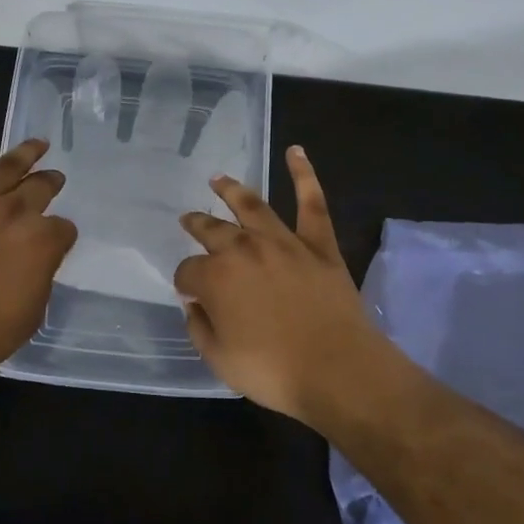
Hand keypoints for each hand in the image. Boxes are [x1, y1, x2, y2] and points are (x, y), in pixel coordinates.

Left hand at [0, 109, 77, 380]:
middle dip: (51, 183)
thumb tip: (38, 259)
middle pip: (40, 189)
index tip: (58, 243)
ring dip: (25, 152)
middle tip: (55, 178)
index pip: (64, 229)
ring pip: (6, 168)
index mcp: (42, 241)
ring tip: (38, 142)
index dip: (62, 236)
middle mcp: (14, 214)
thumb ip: (41, 277)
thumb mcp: (32, 313)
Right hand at [174, 147, 394, 425]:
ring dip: (232, 190)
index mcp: (216, 278)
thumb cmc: (273, 371)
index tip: (189, 292)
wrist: (337, 370)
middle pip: (213, 230)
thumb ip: (200, 328)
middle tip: (189, 219)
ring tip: (219, 179)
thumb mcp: (219, 360)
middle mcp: (244, 250)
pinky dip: (304, 175)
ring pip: (252, 206)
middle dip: (197, 224)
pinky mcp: (318, 244)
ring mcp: (283, 242)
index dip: (185, 281)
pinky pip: (312, 203)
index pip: (188, 271)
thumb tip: (195, 303)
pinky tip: (296, 151)